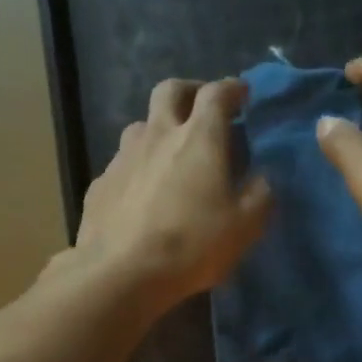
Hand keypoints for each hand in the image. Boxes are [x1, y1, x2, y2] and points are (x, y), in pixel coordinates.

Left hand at [71, 77, 271, 313]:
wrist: (120, 272)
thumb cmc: (191, 244)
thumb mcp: (244, 226)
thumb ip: (259, 195)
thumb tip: (261, 179)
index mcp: (199, 137)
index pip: (217, 93)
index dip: (232, 88)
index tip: (242, 93)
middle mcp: (158, 134)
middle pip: (170, 90)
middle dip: (190, 91)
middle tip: (202, 108)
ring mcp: (123, 157)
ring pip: (141, 125)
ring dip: (159, 128)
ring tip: (170, 153)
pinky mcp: (100, 183)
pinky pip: (122, 163)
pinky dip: (137, 167)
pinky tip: (141, 192)